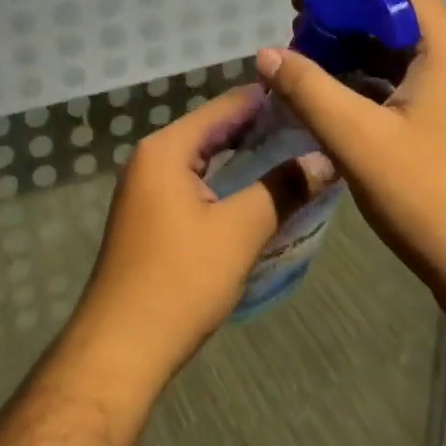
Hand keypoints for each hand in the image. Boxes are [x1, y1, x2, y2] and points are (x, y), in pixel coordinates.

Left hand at [67, 86, 324, 387]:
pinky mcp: (150, 216)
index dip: (266, 100)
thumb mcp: (239, 232)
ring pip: (203, 158)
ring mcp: (146, 188)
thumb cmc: (180, 281)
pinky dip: (225, 180)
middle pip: (211, 129)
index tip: (309, 97)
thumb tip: (325, 160)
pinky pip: (193, 182)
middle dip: (258, 128)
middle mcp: (151, 158)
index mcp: (166, 149)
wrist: (121, 347)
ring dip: (243, 156)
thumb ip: (283, 189)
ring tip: (292, 154)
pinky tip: (256, 191)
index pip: (223, 107)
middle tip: (310, 127)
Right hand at [254, 0, 445, 317]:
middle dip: (344, 22)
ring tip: (307, 65)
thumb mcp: (359, 140)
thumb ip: (308, 89)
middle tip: (295, 34)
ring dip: (356, 56)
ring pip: (404, 56)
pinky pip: (414, 87)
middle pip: (399, 19)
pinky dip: (375, 86)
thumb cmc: (434, 199)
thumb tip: (265, 54)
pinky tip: (338, 102)